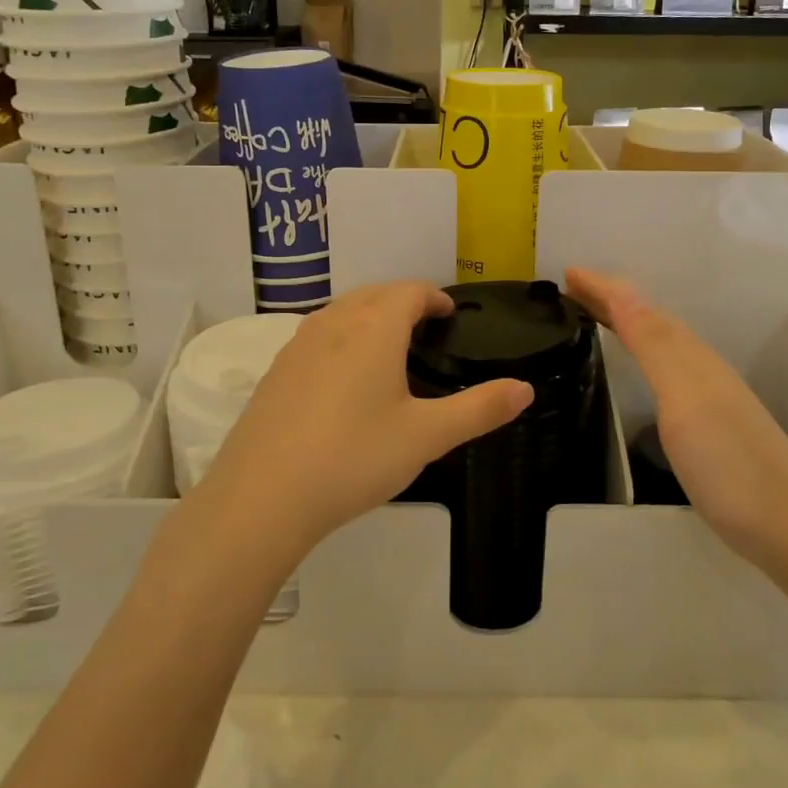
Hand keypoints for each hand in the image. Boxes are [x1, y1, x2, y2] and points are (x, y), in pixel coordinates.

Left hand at [201, 283, 534, 552]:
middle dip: (403, 300)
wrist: (263, 496)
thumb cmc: (354, 458)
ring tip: (387, 345)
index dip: (433, 296)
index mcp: (374, 329)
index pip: (409, 291)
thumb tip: (525, 389)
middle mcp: (334, 324)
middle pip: (374, 293)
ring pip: (341, 311)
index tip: (449, 313)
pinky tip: (343, 376)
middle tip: (425, 326)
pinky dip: (340, 337)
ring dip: (368, 314)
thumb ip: (479, 409)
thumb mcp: (426, 437)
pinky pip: (317, 335)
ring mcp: (298, 345)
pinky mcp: (276, 371)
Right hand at [566, 268, 787, 581]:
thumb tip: (623, 289)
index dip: (605, 289)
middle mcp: (701, 369)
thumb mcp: (684, 397)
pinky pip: (665, 372)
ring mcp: (708, 398)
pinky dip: (642, 357)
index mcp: (691, 357)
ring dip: (626, 324)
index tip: (567, 272)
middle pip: (651, 321)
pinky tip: (638, 372)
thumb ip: (654, 345)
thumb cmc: (729, 462)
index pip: (641, 309)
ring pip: (661, 345)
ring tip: (595, 319)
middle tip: (571, 290)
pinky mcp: (709, 426)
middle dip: (612, 300)